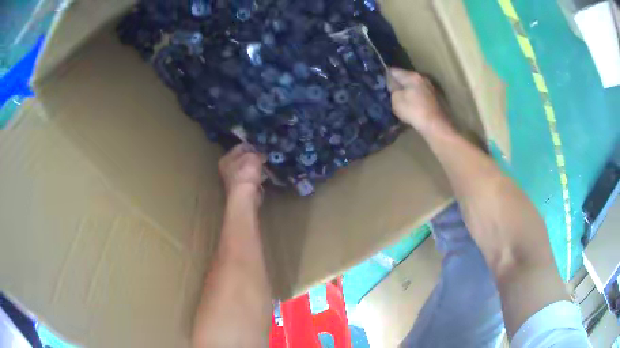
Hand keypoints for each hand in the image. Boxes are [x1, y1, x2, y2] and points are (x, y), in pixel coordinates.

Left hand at [218, 144, 263, 202]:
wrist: (245, 196)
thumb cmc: (246, 172)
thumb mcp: (253, 156)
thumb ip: (256, 153)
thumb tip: (260, 155)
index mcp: (225, 159)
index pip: (239, 148)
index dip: (251, 147)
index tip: (261, 149)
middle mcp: (225, 169)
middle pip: (241, 160)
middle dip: (252, 159)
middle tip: (263, 158)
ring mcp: (232, 181)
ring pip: (245, 170)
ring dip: (254, 169)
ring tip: (264, 167)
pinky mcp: (239, 190)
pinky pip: (248, 180)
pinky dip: (255, 179)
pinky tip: (262, 178)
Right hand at [390, 67, 452, 135]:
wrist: (436, 125)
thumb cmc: (414, 111)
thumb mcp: (396, 100)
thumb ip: (392, 89)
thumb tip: (391, 83)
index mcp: (412, 76)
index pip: (394, 70)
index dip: (385, 75)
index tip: (379, 81)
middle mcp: (422, 77)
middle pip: (405, 77)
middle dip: (398, 83)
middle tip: (389, 91)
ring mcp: (431, 87)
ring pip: (414, 85)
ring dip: (408, 90)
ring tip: (401, 99)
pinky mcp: (436, 97)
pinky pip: (421, 93)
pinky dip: (416, 96)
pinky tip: (413, 105)